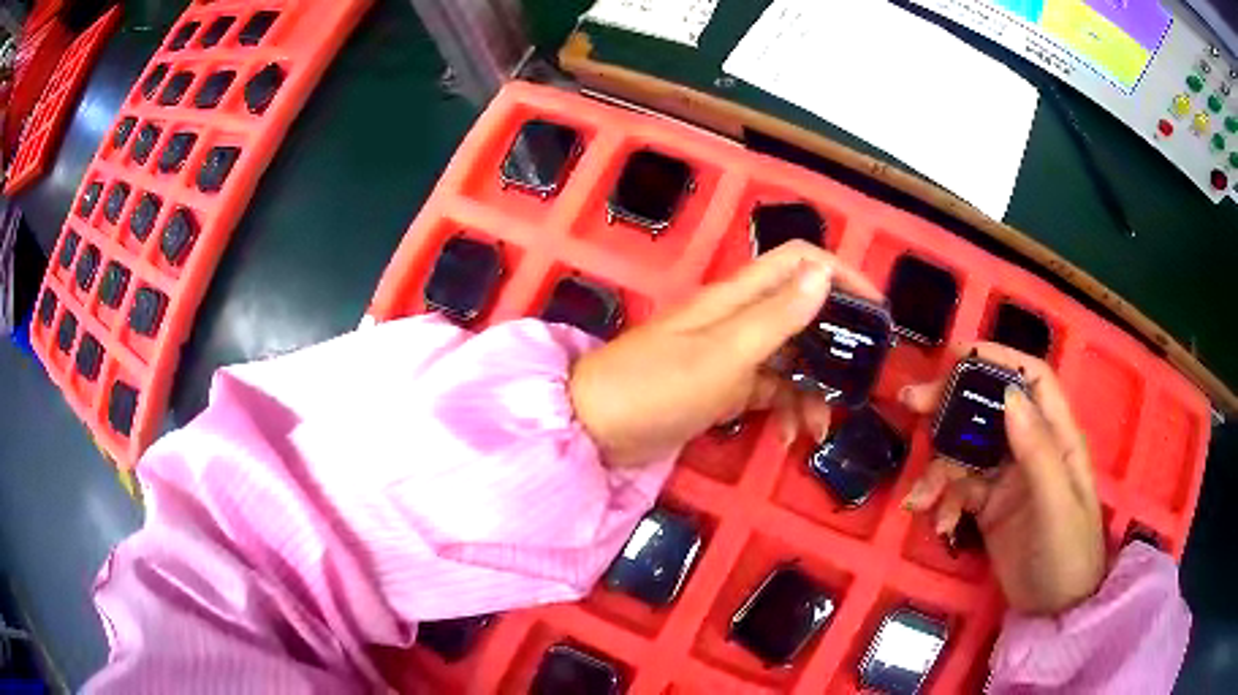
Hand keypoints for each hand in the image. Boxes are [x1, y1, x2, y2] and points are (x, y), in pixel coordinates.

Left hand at [569, 241, 881, 467]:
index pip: (799, 262)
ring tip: (817, 430)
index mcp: (738, 298)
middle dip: (834, 348)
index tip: (877, 310)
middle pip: (803, 315)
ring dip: (811, 391)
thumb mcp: (725, 354)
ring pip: (791, 360)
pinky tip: (786, 438)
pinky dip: (784, 410)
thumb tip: (823, 273)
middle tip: (856, 384)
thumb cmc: (657, 386)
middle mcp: (739, 318)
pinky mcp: (723, 388)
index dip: (841, 274)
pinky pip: (769, 391)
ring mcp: (731, 355)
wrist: (595, 429)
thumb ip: (777, 316)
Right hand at [900, 344, 1105, 614]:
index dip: (1000, 358)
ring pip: (967, 451)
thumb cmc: (1068, 553)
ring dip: (939, 466)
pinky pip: (958, 490)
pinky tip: (937, 522)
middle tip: (912, 405)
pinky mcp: (988, 508)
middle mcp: (1031, 449)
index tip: (958, 354)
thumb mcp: (1056, 505)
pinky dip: (943, 500)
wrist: (1054, 611)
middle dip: (953, 404)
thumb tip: (1008, 395)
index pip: (1032, 380)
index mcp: (1057, 436)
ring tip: (920, 497)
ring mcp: (1007, 479)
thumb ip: (1037, 452)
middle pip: (991, 408)